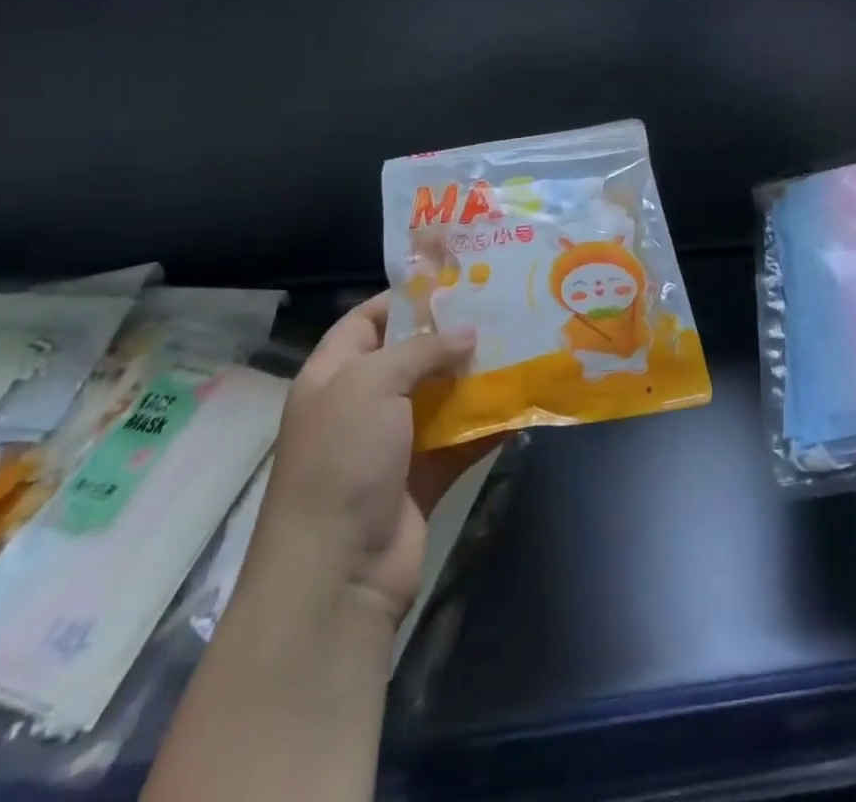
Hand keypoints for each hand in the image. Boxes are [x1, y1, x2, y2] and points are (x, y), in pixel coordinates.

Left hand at [253, 291, 493, 628]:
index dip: (405, 299)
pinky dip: (487, 425)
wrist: (336, 573)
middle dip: (452, 337)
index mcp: (333, 376)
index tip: (455, 282)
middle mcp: (360, 405)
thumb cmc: (343, 459)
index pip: (366, 320)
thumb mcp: (372, 384)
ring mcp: (391, 444)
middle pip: (411, 358)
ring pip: (440, 398)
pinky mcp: (421, 478)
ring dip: (475, 378)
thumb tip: (468, 333)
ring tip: (520, 346)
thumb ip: (422, 350)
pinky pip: (459, 441)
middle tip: (500, 310)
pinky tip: (521, 403)